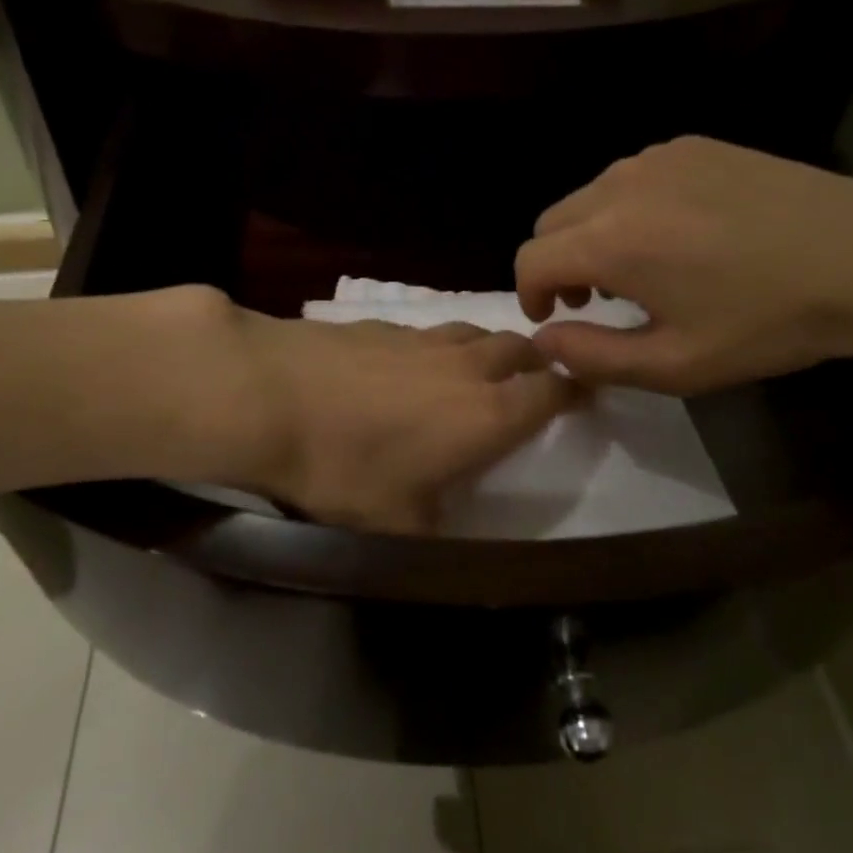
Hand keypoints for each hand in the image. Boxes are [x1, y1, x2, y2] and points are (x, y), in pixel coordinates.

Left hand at [178, 294, 577, 532]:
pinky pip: (428, 330)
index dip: (574, 391)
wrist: (269, 395)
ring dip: (489, 348)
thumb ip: (436, 528)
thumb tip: (445, 528)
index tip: (583, 394)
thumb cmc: (343, 467)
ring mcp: (422, 338)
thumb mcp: (396, 526)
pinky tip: (412, 363)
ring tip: (480, 368)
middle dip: (537, 361)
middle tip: (534, 377)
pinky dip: (438, 345)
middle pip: (520, 348)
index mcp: (487, 415)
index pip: (552, 392)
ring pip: (475, 332)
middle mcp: (466, 367)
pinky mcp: (380, 324)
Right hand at [514, 137, 852, 393]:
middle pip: (552, 221)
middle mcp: (619, 186)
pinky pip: (632, 177)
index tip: (553, 318)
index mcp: (609, 241)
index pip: (531, 259)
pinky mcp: (691, 146)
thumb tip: (544, 339)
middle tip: (593, 300)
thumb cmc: (765, 321)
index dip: (528, 294)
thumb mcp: (676, 364)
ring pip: (590, 196)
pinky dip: (629, 207)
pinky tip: (678, 233)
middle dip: (557, 263)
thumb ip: (593, 356)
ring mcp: (656, 158)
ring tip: (637, 268)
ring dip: (591, 234)